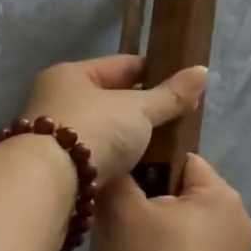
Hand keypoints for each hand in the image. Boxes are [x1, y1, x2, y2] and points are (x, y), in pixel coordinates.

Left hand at [22, 56, 208, 185]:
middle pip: (109, 99)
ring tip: (160, 149)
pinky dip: (112, 161)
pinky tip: (135, 170)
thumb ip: (170, 95)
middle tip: (175, 122)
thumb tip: (202, 71)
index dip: (154, 73)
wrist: (47, 184)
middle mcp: (55, 98)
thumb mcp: (138, 110)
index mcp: (71, 74)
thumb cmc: (94, 132)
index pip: (122, 66)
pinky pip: (93, 157)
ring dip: (126, 139)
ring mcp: (52, 134)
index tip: (182, 88)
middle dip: (140, 111)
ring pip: (101, 131)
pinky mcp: (54, 166)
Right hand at [94, 153, 250, 250]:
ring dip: (169, 238)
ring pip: (193, 231)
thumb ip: (117, 179)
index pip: (182, 161)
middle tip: (124, 229)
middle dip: (158, 208)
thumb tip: (117, 169)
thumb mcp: (120, 212)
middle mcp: (240, 218)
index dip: (149, 171)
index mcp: (220, 193)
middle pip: (188, 197)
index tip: (125, 194)